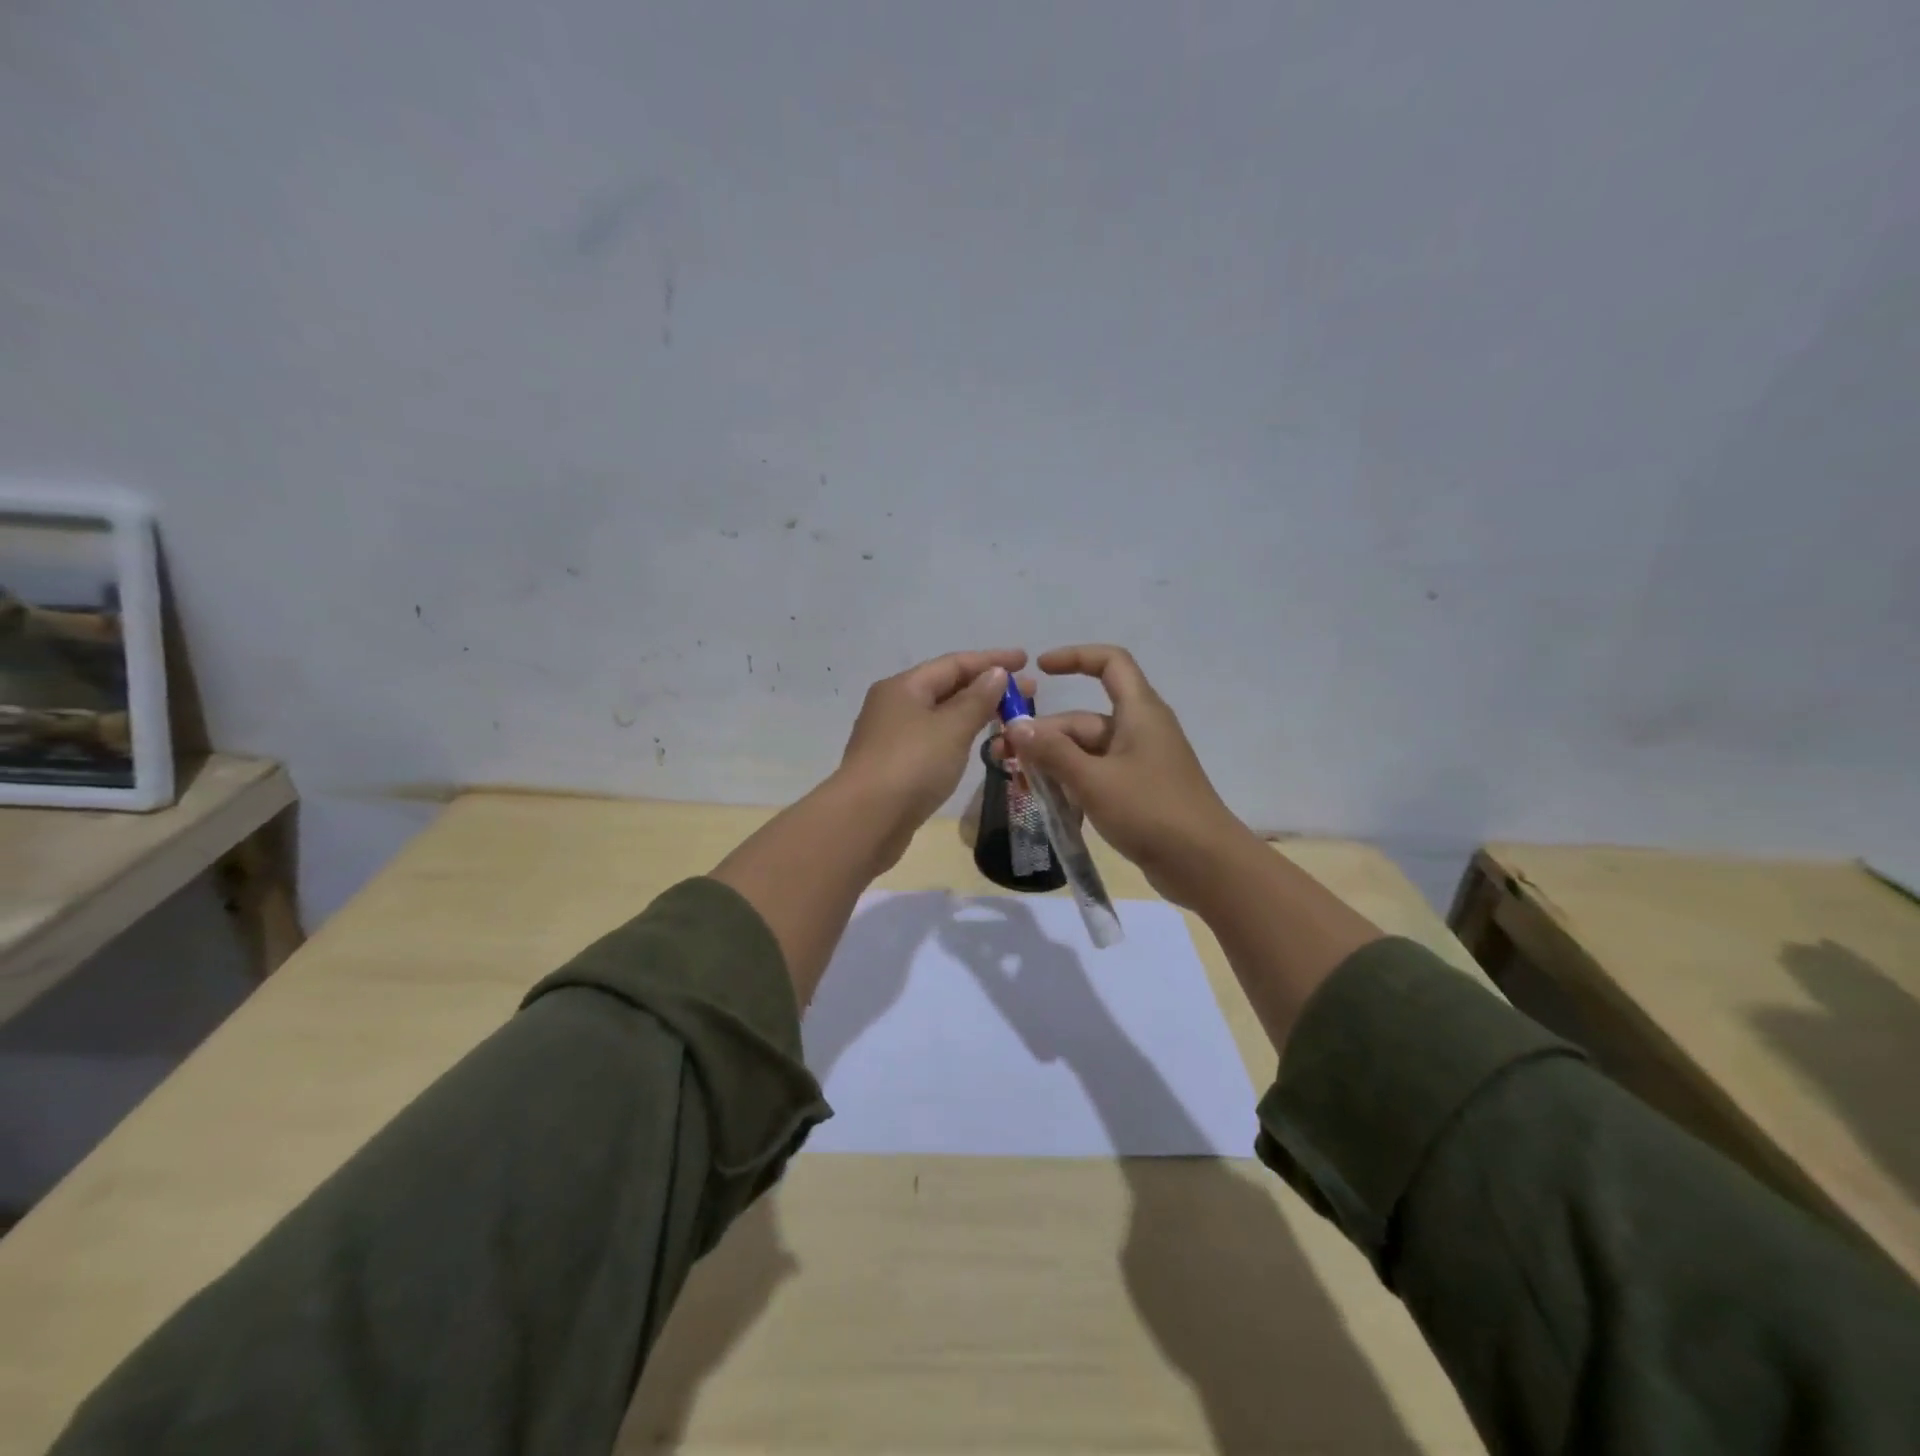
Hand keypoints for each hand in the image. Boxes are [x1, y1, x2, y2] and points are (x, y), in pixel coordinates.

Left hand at [837, 647, 1027, 862]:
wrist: (866, 821)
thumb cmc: (912, 765)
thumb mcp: (951, 728)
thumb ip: (977, 699)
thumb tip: (995, 673)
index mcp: (904, 687)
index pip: (954, 663)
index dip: (992, 660)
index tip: (1026, 661)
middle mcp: (894, 705)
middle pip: (947, 687)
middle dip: (988, 688)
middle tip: (1029, 694)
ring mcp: (892, 737)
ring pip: (941, 716)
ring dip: (975, 713)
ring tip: (1010, 718)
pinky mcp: (895, 766)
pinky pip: (935, 740)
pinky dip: (960, 736)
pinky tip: (978, 744)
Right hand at [997, 644, 1253, 907]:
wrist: (1205, 865)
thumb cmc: (1151, 811)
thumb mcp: (1094, 780)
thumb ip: (1052, 752)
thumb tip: (1015, 725)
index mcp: (1138, 712)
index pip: (1110, 663)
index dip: (1075, 657)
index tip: (1040, 669)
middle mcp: (1139, 731)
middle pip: (1082, 720)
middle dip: (1042, 736)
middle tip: (1002, 759)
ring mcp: (1138, 764)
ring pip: (1084, 753)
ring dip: (1051, 764)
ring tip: (1018, 785)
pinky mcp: (1136, 792)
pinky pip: (1095, 777)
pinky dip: (1070, 785)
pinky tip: (1045, 804)